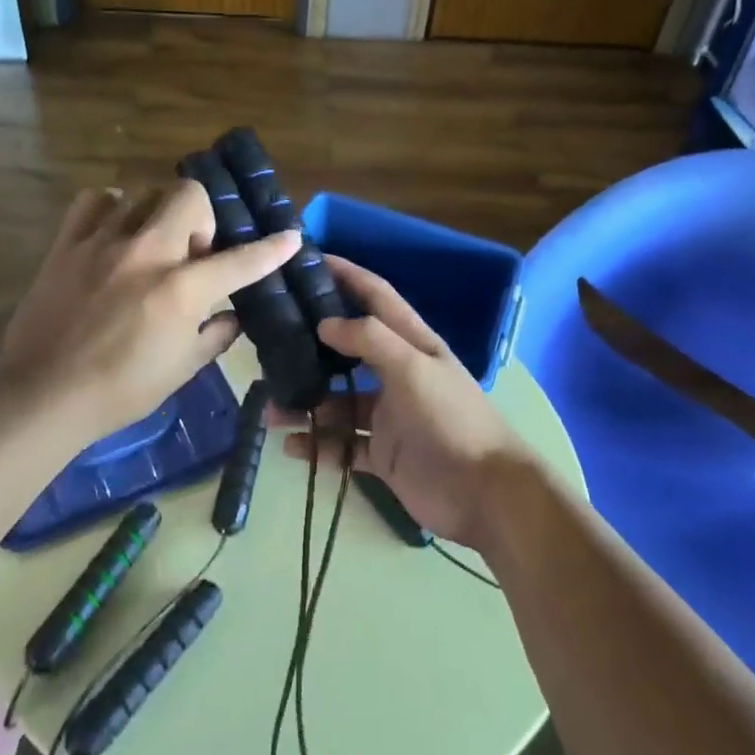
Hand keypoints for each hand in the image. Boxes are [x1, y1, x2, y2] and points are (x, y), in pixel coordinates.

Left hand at [0, 181, 299, 440]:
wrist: (44, 396)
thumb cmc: (121, 390)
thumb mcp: (183, 369)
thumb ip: (216, 335)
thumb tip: (234, 316)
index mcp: (181, 290)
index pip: (240, 260)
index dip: (272, 248)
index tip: (290, 236)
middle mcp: (147, 253)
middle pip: (189, 196)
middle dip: (203, 217)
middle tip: (192, 252)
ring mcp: (103, 243)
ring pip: (143, 193)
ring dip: (158, 215)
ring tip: (150, 245)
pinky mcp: (67, 244)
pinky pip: (94, 200)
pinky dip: (111, 209)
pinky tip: (114, 232)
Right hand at [283, 255, 530, 548]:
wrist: (484, 494)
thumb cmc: (451, 419)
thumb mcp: (414, 367)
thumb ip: (370, 340)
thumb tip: (325, 323)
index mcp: (412, 344)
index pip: (376, 297)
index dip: (347, 275)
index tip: (310, 261)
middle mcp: (398, 374)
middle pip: (348, 352)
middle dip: (312, 347)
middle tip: (269, 343)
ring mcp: (388, 416)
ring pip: (337, 403)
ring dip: (306, 406)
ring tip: (270, 412)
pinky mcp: (382, 454)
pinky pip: (341, 446)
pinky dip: (317, 447)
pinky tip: (291, 448)